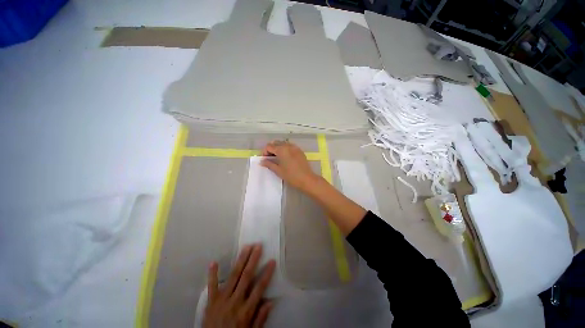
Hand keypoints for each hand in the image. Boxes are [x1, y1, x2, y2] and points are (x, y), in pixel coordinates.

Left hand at [203, 244, 275, 327]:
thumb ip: (260, 319)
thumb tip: (271, 301)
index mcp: (246, 311)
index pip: (259, 288)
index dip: (267, 273)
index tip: (272, 261)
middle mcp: (235, 302)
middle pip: (246, 276)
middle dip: (253, 260)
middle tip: (258, 246)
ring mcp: (222, 300)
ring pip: (233, 276)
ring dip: (240, 260)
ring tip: (246, 247)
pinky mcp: (211, 301)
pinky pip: (211, 286)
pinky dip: (212, 274)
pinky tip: (213, 262)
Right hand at [260, 141, 320, 191]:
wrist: (307, 179)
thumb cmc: (291, 176)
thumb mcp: (278, 170)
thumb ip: (269, 164)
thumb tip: (262, 161)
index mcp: (281, 149)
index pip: (269, 146)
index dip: (264, 152)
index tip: (265, 160)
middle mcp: (288, 145)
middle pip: (275, 143)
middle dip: (271, 149)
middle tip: (270, 159)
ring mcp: (295, 147)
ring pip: (283, 143)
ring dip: (278, 148)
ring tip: (277, 158)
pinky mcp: (299, 150)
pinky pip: (289, 146)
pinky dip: (285, 149)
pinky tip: (285, 158)